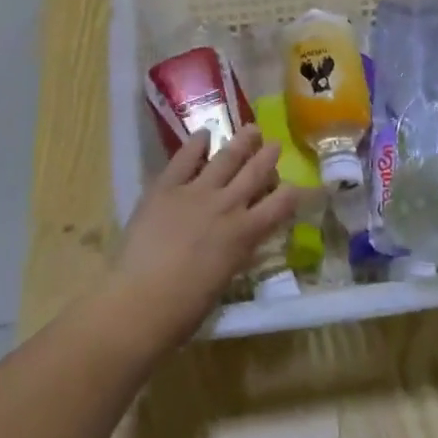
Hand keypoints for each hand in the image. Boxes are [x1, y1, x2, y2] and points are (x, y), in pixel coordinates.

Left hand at [107, 127, 297, 349]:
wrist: (140, 300)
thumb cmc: (185, 308)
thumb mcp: (224, 279)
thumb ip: (236, 254)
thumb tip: (244, 243)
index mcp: (245, 234)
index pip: (281, 205)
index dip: (293, 193)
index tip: (297, 185)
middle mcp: (227, 206)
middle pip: (255, 173)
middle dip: (268, 157)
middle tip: (275, 145)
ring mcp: (196, 192)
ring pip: (226, 158)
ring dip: (241, 142)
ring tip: (251, 129)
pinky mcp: (166, 187)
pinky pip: (184, 158)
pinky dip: (196, 144)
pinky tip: (203, 134)